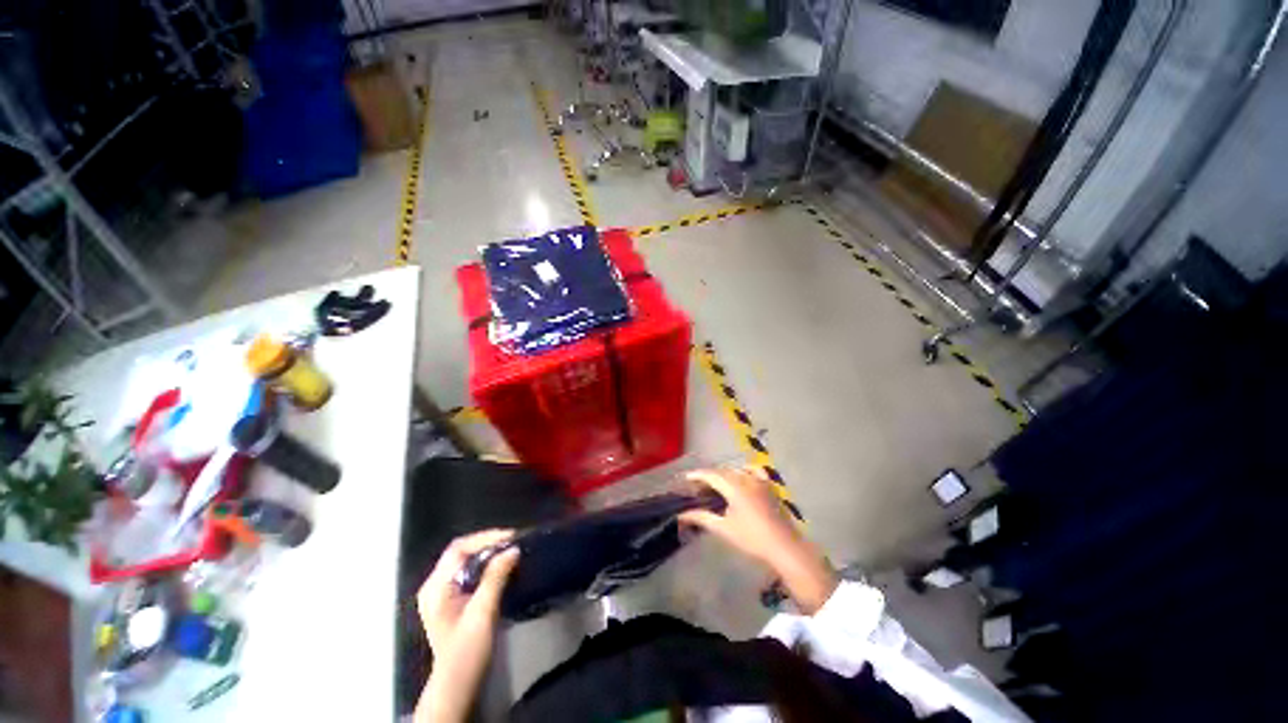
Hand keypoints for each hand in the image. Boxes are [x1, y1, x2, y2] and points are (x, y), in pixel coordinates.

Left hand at [415, 529, 519, 722]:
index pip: (458, 549)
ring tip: (510, 551)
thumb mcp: (483, 613)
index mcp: (436, 587)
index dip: (485, 538)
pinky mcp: (451, 600)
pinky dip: (485, 565)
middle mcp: (435, 585)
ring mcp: (441, 593)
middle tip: (513, 542)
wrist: (458, 685)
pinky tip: (500, 567)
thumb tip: (513, 550)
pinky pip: (468, 571)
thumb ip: (495, 578)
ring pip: (465, 560)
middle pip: (461, 552)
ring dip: (488, 553)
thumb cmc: (468, 651)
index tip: (510, 537)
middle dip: (487, 543)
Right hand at [680, 467, 836, 613]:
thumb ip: (702, 518)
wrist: (784, 547)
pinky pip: (754, 470)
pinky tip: (742, 476)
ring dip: (724, 474)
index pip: (711, 475)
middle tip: (699, 487)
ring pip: (737, 470)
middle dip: (710, 476)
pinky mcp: (769, 486)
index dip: (697, 475)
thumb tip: (682, 514)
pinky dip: (744, 470)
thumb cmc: (752, 538)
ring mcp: (760, 480)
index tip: (686, 478)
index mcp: (734, 487)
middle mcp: (746, 478)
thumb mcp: (724, 528)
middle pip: (723, 471)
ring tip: (716, 485)